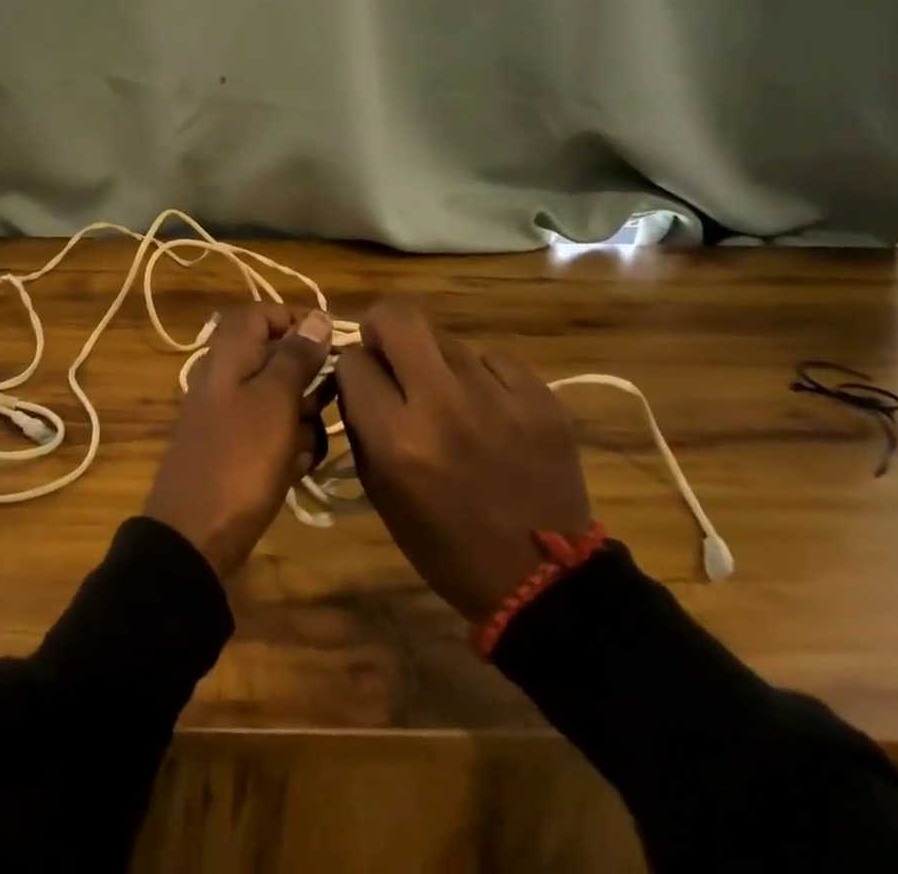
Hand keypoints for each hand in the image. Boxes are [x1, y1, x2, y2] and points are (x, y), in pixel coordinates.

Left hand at [144, 302, 332, 577]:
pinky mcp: (235, 449)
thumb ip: (296, 356)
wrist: (195, 534)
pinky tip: (294, 469)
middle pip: (276, 358)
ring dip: (302, 421)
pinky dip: (287, 447)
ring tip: (303, 447)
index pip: (260, 313)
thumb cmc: (240, 458)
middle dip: (307, 383)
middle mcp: (225, 376)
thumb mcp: (275, 400)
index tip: (329, 344)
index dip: (294, 320)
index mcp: (228, 353)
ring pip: (280, 399)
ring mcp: (228, 414)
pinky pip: (272, 434)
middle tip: (321, 407)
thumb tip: (317, 316)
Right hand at [335, 297, 591, 621]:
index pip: (353, 362)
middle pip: (397, 316)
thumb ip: (362, 424)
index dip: (353, 369)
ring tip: (451, 399)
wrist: (544, 581)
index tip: (363, 385)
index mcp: (397, 440)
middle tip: (390, 353)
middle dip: (382, 326)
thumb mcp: (380, 490)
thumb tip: (357, 373)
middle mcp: (443, 408)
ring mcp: (497, 398)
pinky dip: (483, 377)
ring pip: (446, 340)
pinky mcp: (541, 398)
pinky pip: (493, 359)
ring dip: (436, 363)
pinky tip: (490, 409)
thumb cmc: (445, 544)